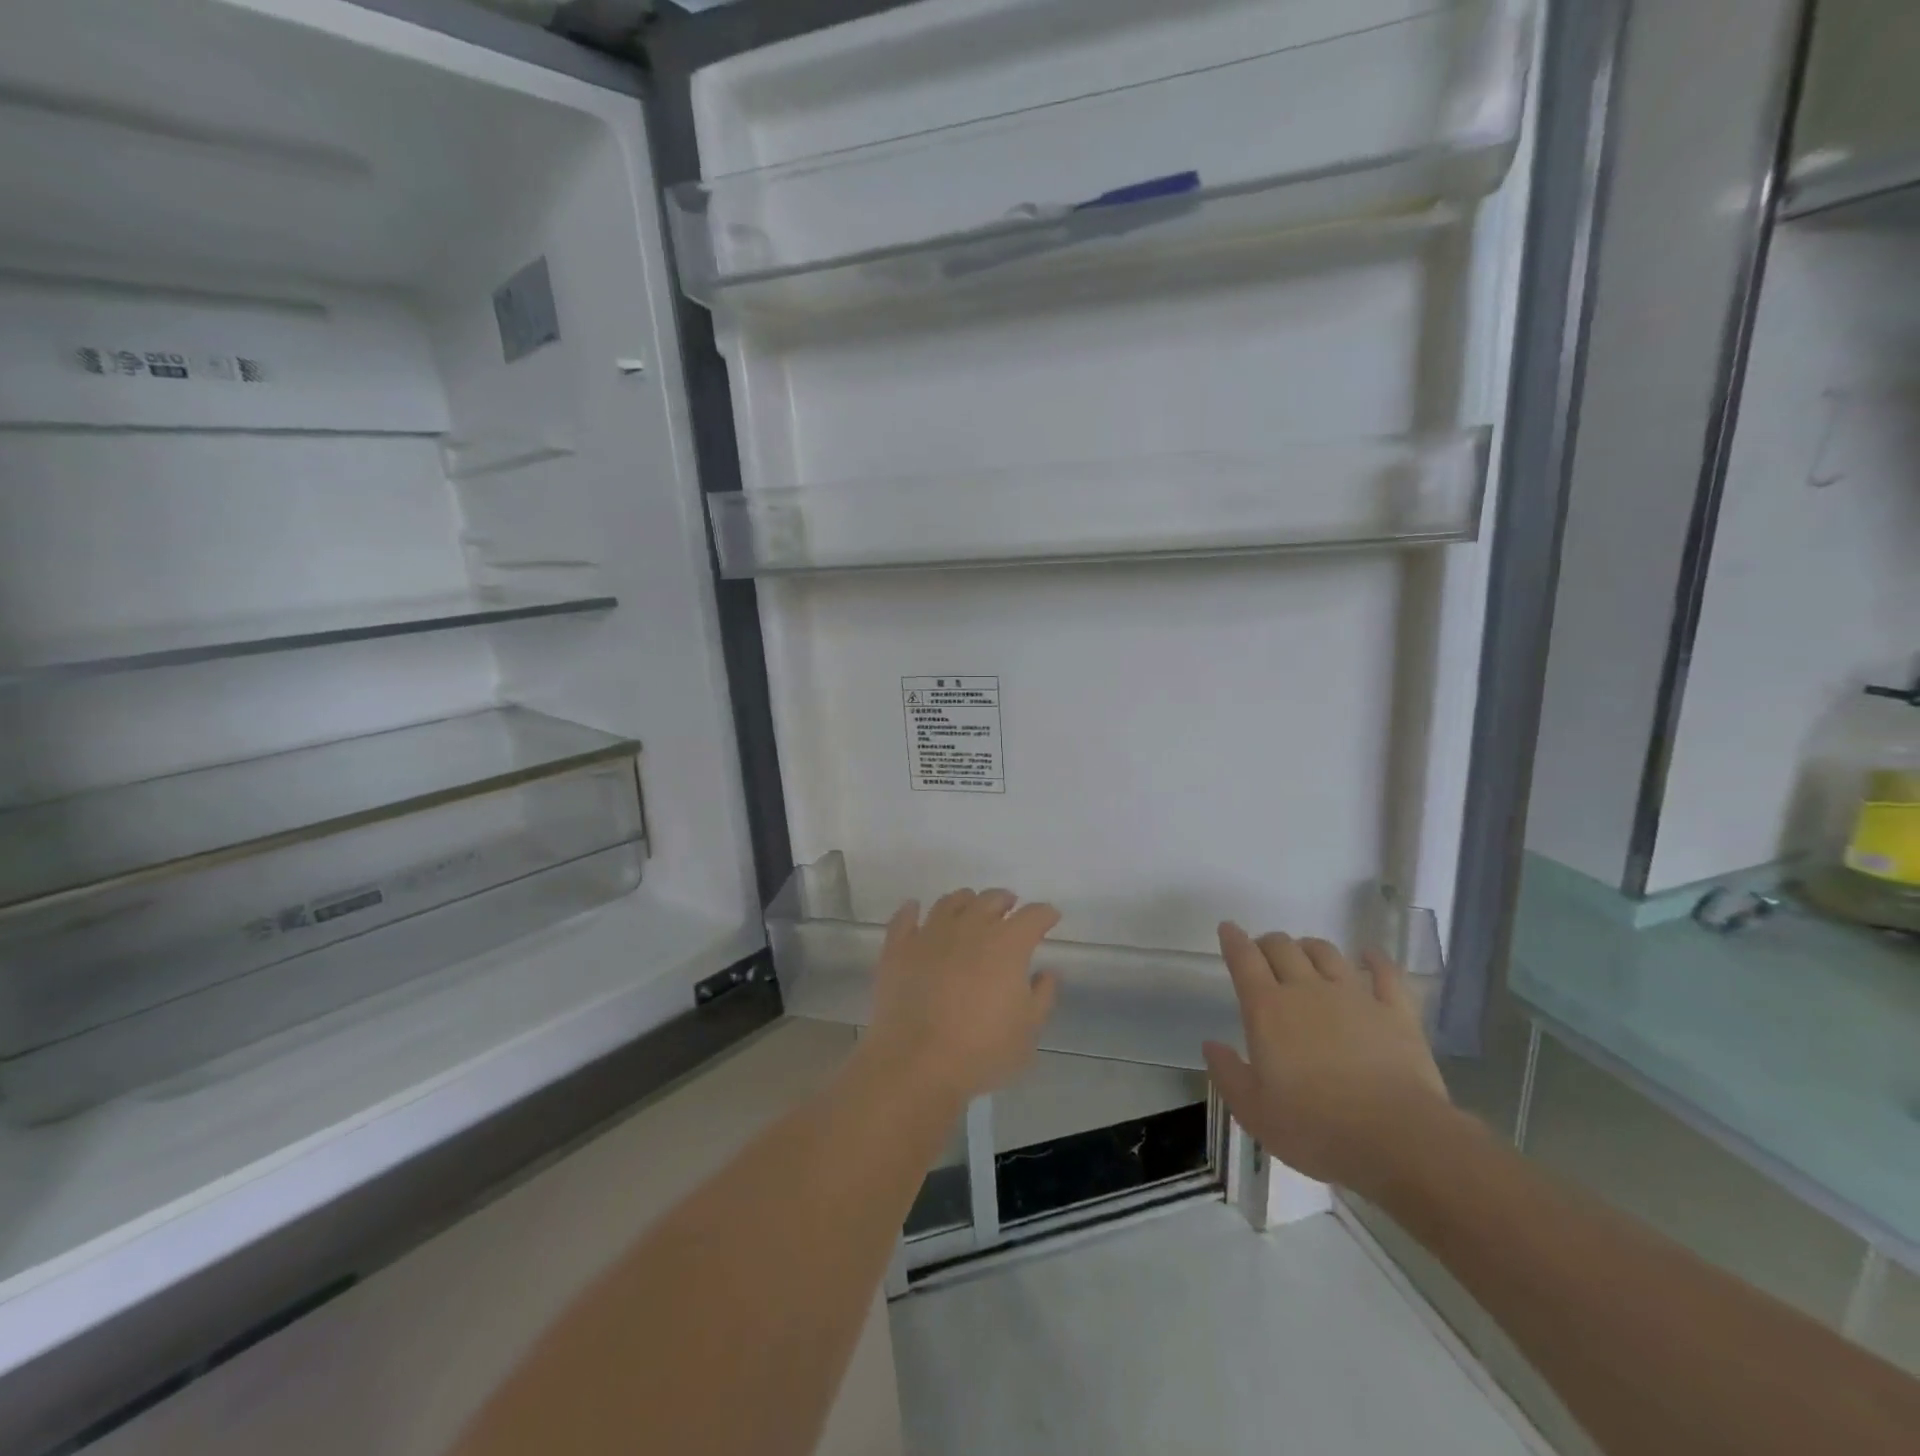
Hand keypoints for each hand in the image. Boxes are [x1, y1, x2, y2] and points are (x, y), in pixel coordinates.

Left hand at [863, 889, 1060, 1106]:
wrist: (917, 1063)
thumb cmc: (982, 1050)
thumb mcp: (1028, 1030)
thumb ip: (1042, 996)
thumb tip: (1046, 973)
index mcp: (1007, 944)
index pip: (1033, 916)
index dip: (1045, 914)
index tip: (1050, 917)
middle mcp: (970, 927)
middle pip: (991, 900)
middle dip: (1004, 901)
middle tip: (1009, 908)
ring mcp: (931, 934)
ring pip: (950, 902)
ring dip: (965, 901)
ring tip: (968, 906)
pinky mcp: (899, 948)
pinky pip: (904, 918)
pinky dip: (911, 910)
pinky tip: (914, 909)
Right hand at [1202, 925, 1455, 1197]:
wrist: (1397, 1139)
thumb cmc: (1315, 1127)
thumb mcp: (1254, 1111)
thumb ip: (1228, 1073)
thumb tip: (1211, 1045)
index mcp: (1267, 1009)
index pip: (1244, 960)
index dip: (1233, 940)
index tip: (1228, 928)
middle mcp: (1307, 990)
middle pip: (1282, 947)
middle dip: (1268, 943)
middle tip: (1263, 953)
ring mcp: (1354, 996)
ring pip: (1326, 953)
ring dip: (1309, 947)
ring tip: (1305, 954)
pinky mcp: (1396, 1012)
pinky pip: (1385, 972)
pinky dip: (1374, 959)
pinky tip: (1369, 955)